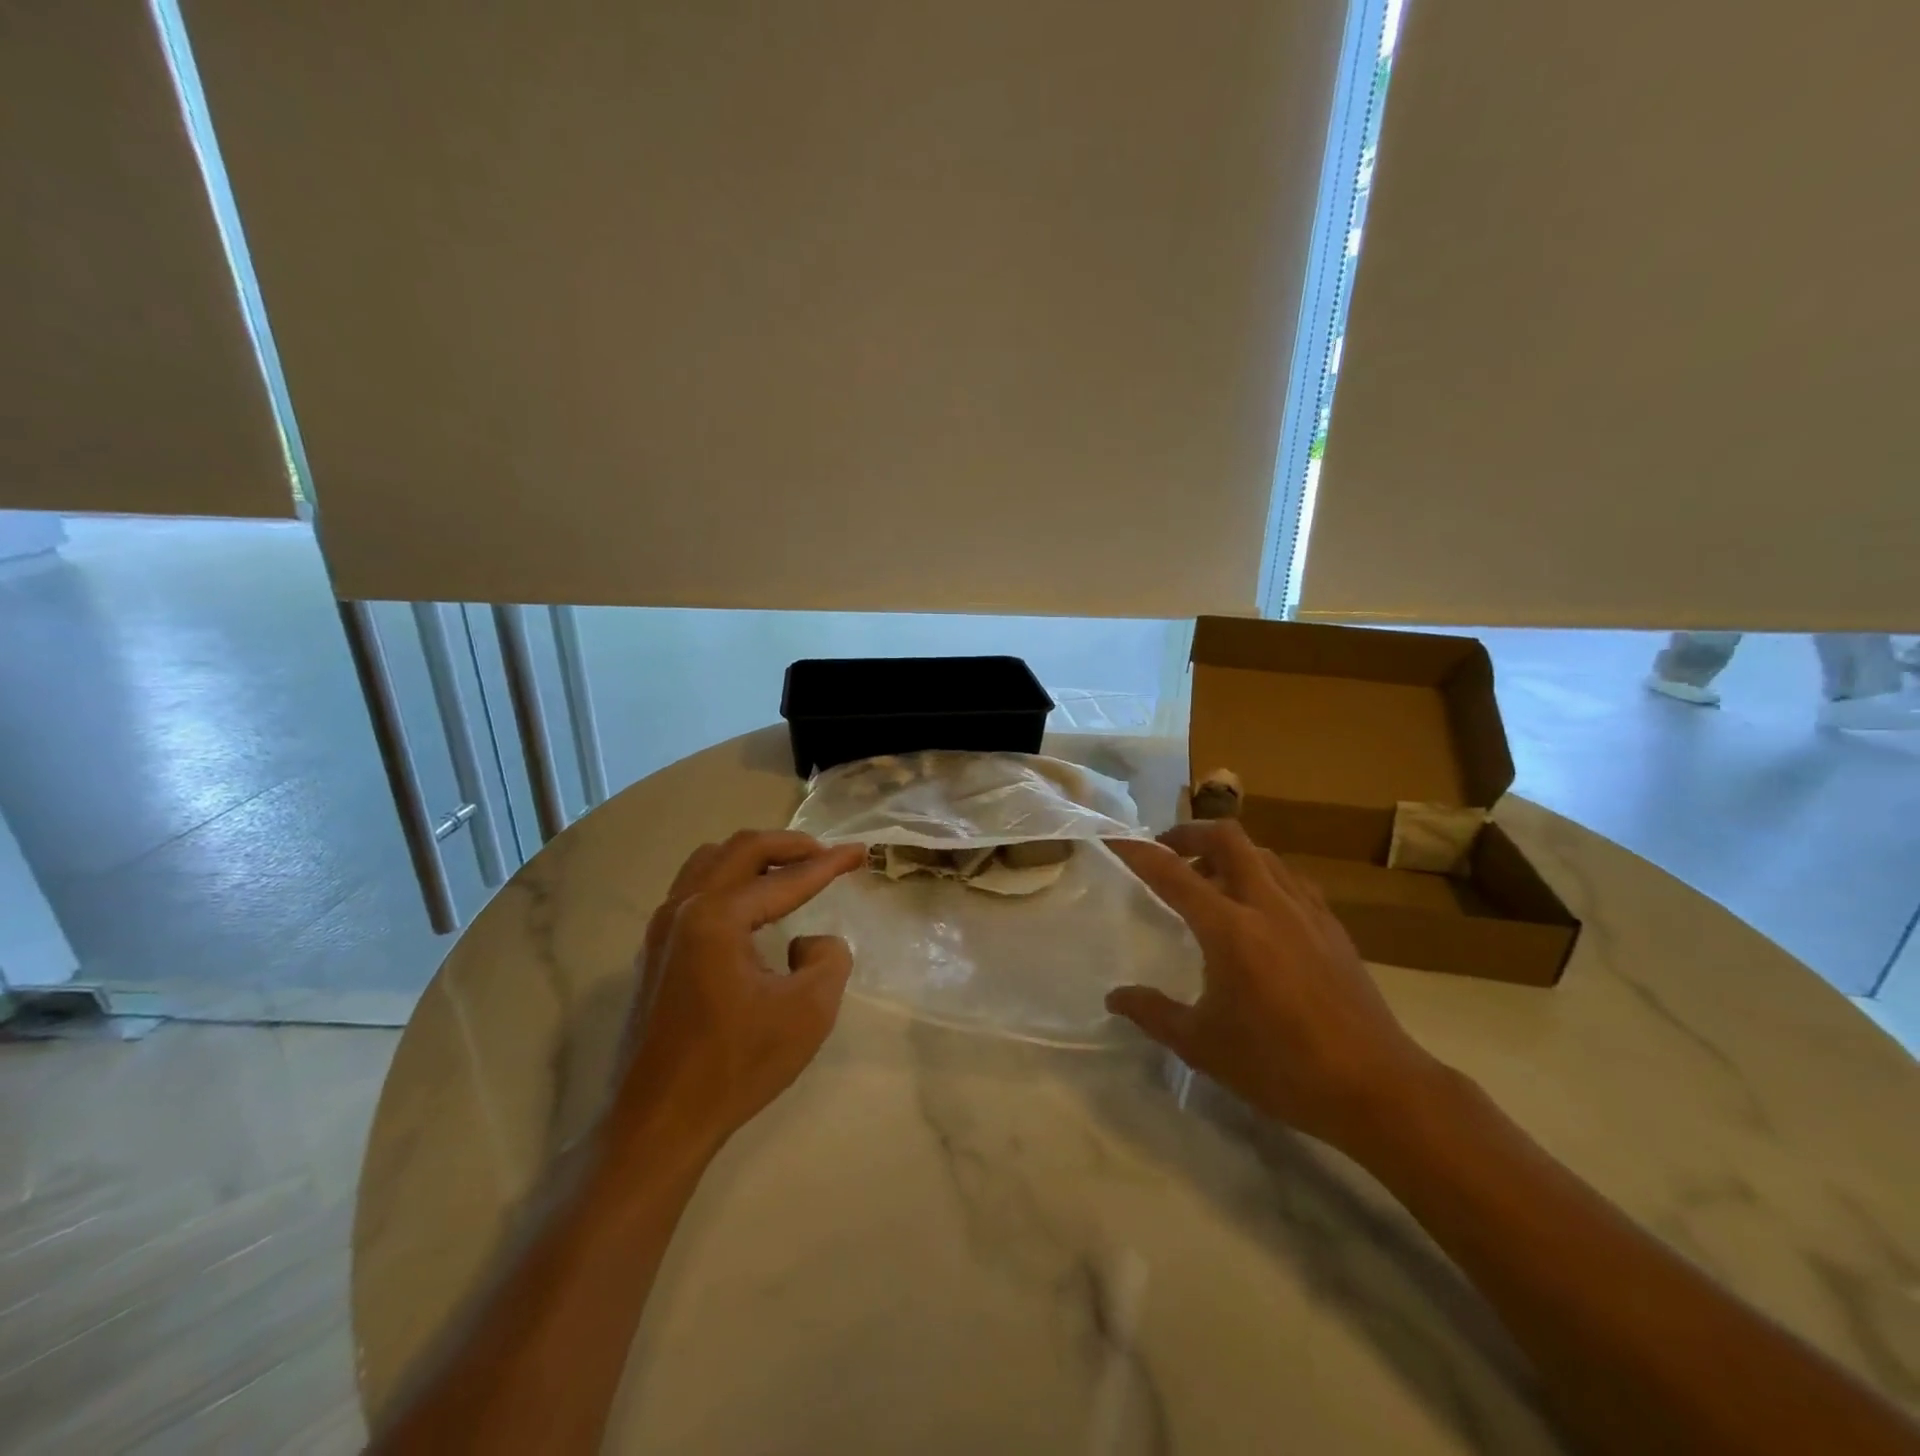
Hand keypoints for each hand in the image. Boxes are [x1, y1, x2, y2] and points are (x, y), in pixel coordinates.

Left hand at [613, 831, 865, 1155]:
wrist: (660, 1123)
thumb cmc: (736, 1066)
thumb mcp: (808, 1012)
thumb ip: (828, 959)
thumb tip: (810, 942)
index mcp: (718, 917)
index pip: (785, 879)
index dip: (829, 864)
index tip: (860, 853)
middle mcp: (684, 908)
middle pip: (741, 849)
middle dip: (790, 845)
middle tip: (825, 854)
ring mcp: (662, 928)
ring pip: (711, 862)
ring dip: (755, 857)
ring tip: (790, 871)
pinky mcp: (655, 950)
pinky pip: (695, 888)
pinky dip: (730, 879)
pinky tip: (751, 905)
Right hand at [1106, 821, 1440, 1153]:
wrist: (1376, 1087)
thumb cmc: (1280, 1066)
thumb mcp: (1203, 1045)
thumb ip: (1153, 1013)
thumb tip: (1115, 997)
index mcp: (1230, 929)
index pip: (1173, 874)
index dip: (1139, 852)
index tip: (1116, 840)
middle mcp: (1267, 904)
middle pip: (1228, 838)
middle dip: (1190, 833)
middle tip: (1167, 853)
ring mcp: (1306, 911)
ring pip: (1262, 853)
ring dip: (1228, 853)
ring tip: (1209, 881)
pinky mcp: (1332, 926)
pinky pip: (1289, 878)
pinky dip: (1262, 875)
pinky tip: (1258, 910)